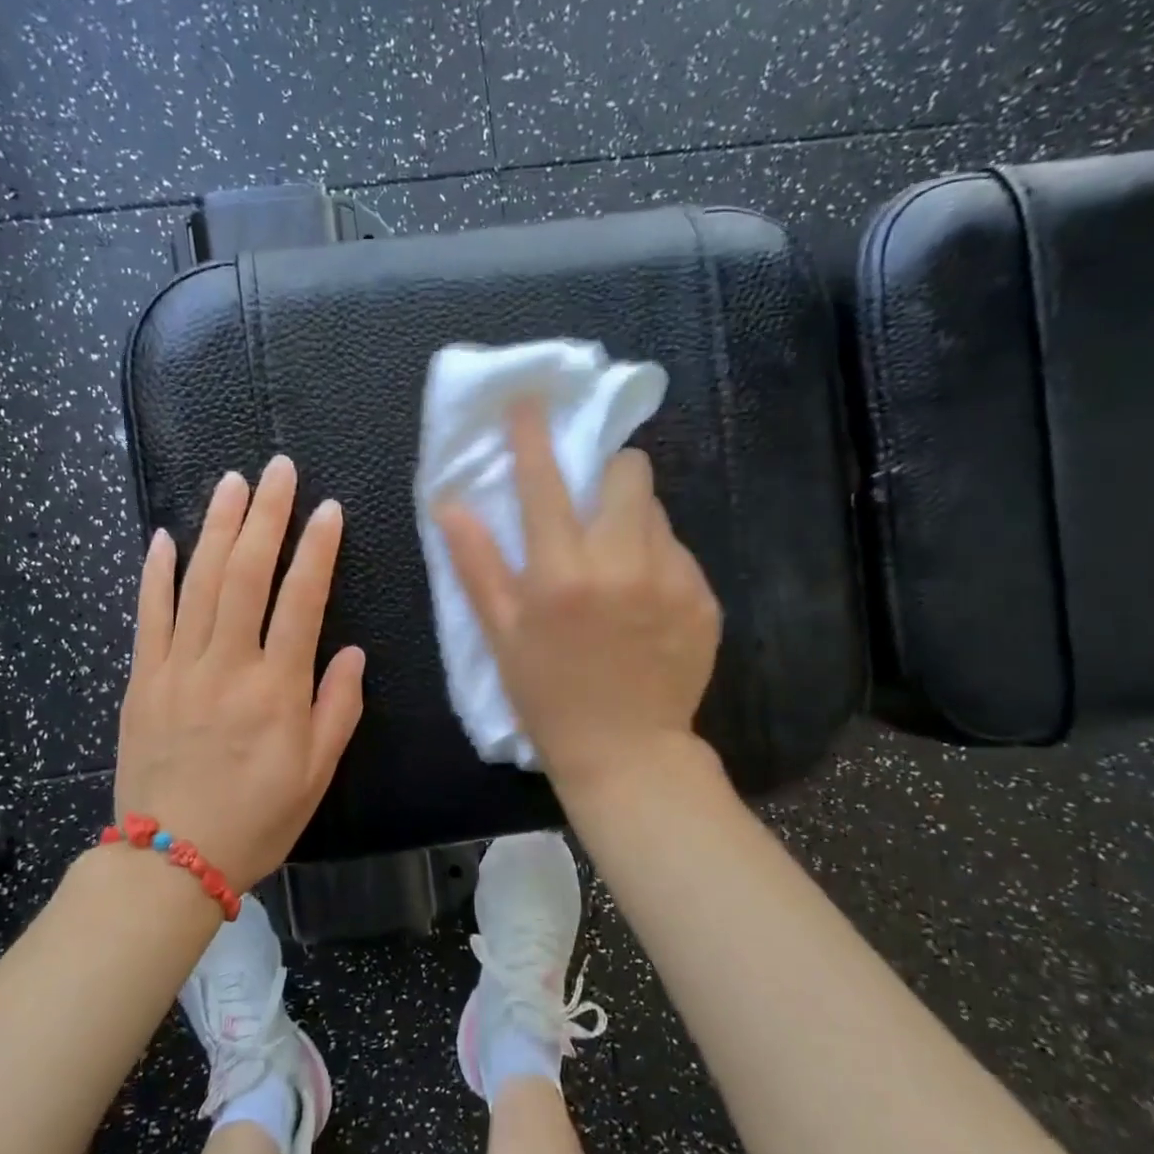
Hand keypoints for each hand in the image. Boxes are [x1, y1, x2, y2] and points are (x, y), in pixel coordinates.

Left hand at [114, 456, 365, 888]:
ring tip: (231, 482)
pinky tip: (163, 534)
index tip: (328, 509)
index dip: (316, 549)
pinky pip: (148, 615)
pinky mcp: (141, 679)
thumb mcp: (317, 773)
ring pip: (197, 582)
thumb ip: (337, 708)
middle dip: (265, 515)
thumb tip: (350, 651)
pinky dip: (155, 572)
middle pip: (245, 574)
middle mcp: (227, 665)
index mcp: (277, 689)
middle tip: (277, 470)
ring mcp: (177, 668)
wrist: (170, 860)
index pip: (300, 600)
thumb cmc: (257, 819)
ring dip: (216, 527)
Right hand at [436, 398, 721, 794]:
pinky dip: (657, 560)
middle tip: (591, 507)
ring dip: (631, 520)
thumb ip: (477, 564)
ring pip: (656, 511)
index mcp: (562, 573)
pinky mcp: (705, 598)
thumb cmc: (548, 696)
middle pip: (628, 472)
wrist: (627, 753)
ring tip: (617, 564)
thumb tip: (449, 504)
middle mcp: (622, 564)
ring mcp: (673, 579)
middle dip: (607, 474)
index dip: (533, 434)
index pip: (544, 482)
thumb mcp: (502, 635)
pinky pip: (679, 552)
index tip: (530, 400)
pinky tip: (644, 603)